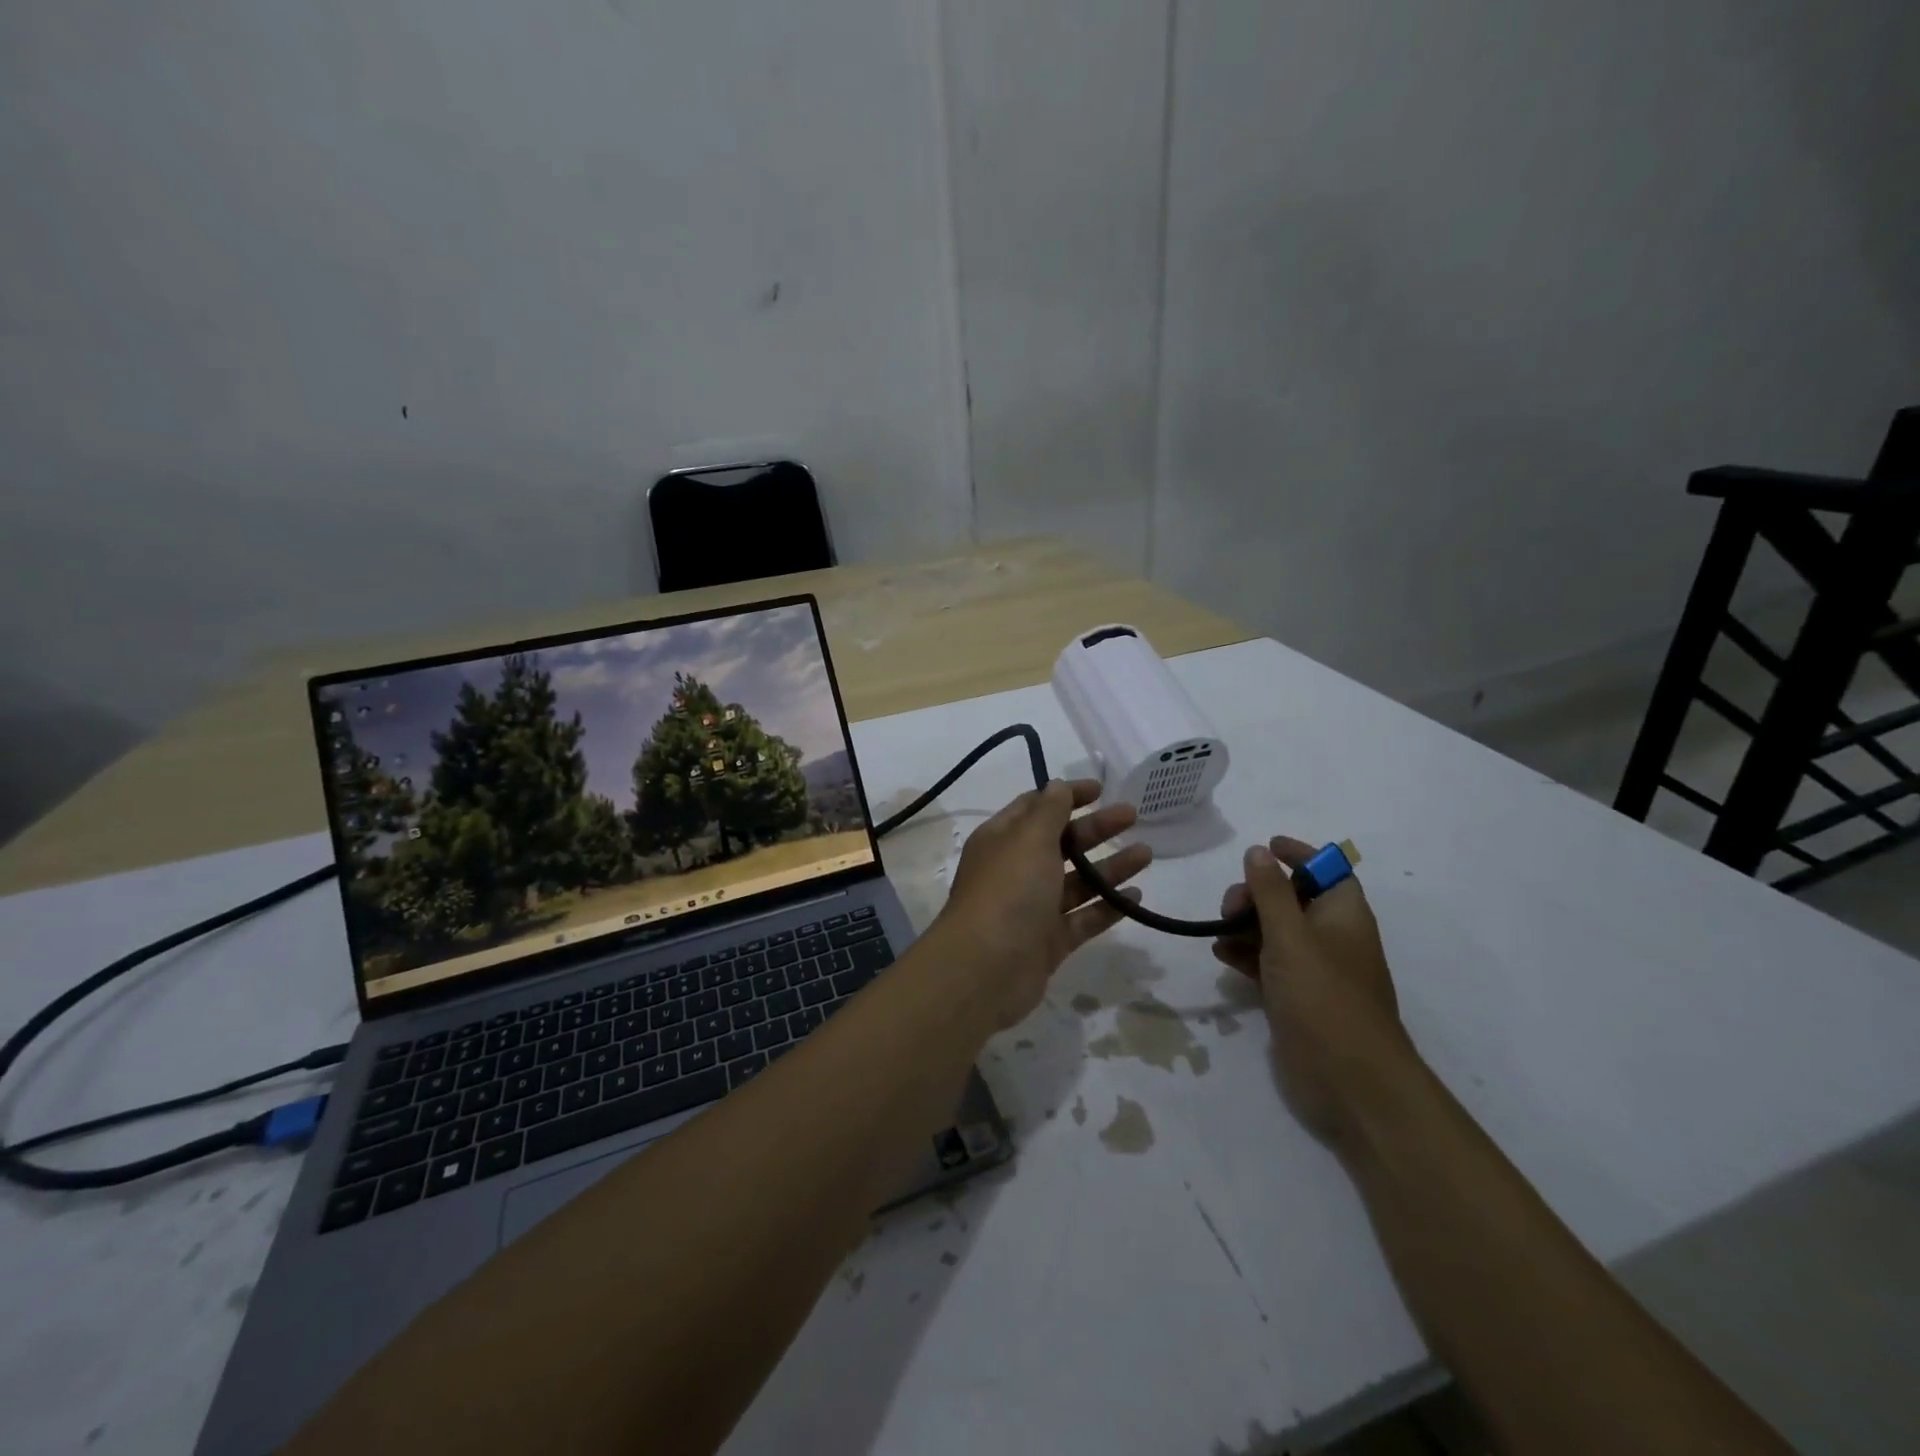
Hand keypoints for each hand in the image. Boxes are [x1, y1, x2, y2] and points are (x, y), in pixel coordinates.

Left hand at [933, 780, 1150, 1028]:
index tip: (1100, 790)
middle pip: (1061, 843)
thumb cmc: (1008, 891)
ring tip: (1146, 854)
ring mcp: (1033, 908)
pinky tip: (1136, 897)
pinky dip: (1107, 907)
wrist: (986, 968)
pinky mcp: (1049, 942)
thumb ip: (1049, 811)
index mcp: (1003, 840)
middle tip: (1132, 816)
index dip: (1066, 795)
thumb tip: (1057, 785)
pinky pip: (1083, 918)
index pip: (1036, 808)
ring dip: (1109, 867)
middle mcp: (1016, 870)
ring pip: (1076, 882)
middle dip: (1095, 828)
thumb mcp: (1029, 840)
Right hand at [1212, 837, 1416, 1146]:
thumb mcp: (1290, 935)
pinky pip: (1267, 963)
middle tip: (1230, 906)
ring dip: (1246, 924)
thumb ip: (1271, 891)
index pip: (1326, 869)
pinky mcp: (1297, 998)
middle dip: (1258, 893)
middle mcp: (1332, 937)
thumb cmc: (1323, 996)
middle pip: (1293, 898)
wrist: (1349, 1081)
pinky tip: (1220, 955)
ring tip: (1219, 930)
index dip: (1298, 854)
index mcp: (1344, 915)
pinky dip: (1245, 954)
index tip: (1264, 847)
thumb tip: (1258, 851)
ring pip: (1276, 931)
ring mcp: (1314, 971)